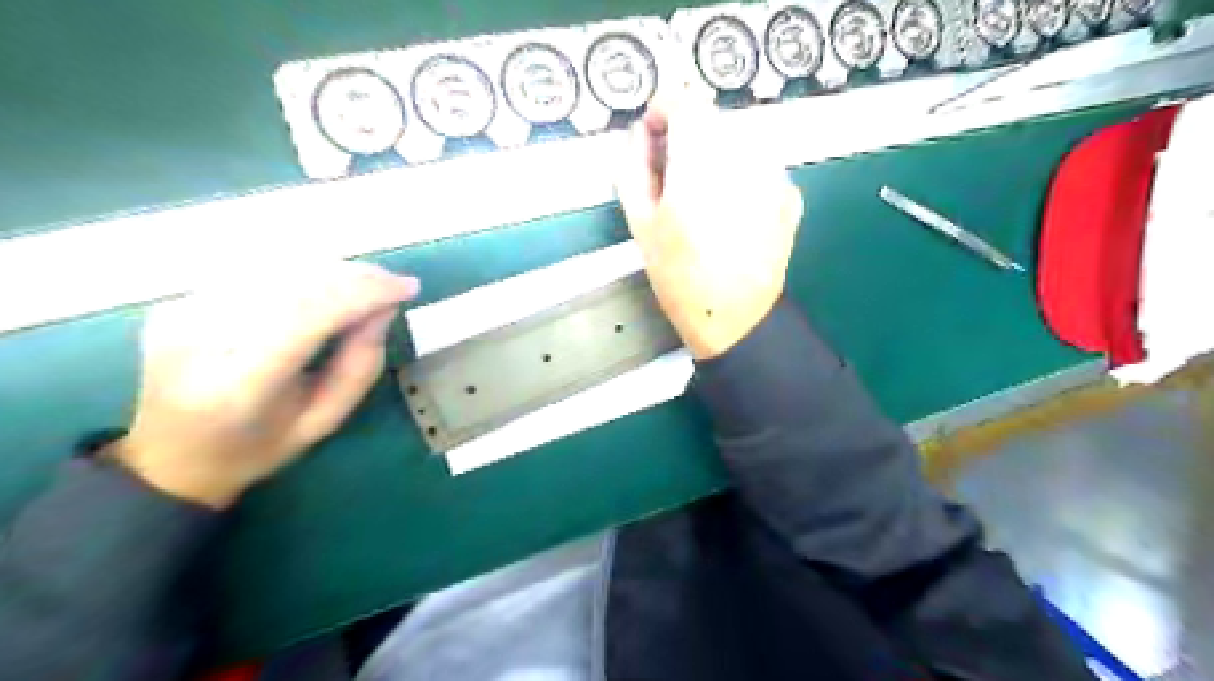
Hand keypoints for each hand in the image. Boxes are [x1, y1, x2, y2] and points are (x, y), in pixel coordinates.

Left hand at [114, 264, 418, 507]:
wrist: (169, 457)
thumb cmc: (257, 447)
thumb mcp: (323, 421)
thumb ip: (360, 366)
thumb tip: (384, 308)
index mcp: (240, 386)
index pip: (308, 316)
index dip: (363, 293)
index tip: (407, 288)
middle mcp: (203, 340)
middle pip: (293, 284)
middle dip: (354, 277)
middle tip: (392, 283)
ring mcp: (182, 315)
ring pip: (274, 269)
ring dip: (331, 270)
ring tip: (366, 282)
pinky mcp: (177, 301)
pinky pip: (253, 272)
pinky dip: (300, 272)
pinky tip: (324, 284)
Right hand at [618, 104, 802, 358]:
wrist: (734, 318)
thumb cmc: (679, 276)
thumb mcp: (640, 223)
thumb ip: (632, 167)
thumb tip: (640, 135)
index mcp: (700, 161)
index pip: (684, 100)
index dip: (663, 111)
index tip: (653, 137)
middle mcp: (743, 156)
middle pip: (712, 120)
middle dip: (688, 136)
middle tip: (673, 175)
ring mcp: (774, 173)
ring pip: (738, 141)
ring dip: (716, 155)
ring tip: (703, 199)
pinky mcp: (791, 193)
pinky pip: (759, 166)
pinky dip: (741, 175)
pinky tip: (732, 211)